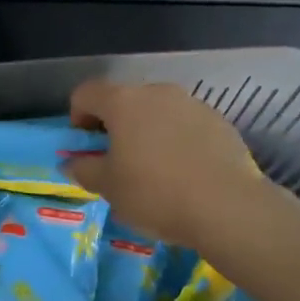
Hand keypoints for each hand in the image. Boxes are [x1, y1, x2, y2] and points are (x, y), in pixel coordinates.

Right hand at [65, 80, 266, 246]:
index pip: (86, 93)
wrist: (226, 207)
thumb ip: (84, 169)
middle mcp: (158, 92)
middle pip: (124, 100)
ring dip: (146, 132)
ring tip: (152, 169)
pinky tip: (182, 173)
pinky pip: (185, 125)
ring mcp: (192, 104)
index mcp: (124, 102)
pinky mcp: (219, 122)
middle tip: (116, 161)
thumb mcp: (108, 187)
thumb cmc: (155, 193)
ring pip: (157, 112)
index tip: (84, 147)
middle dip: (114, 126)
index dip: (77, 117)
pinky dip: (175, 141)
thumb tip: (73, 162)